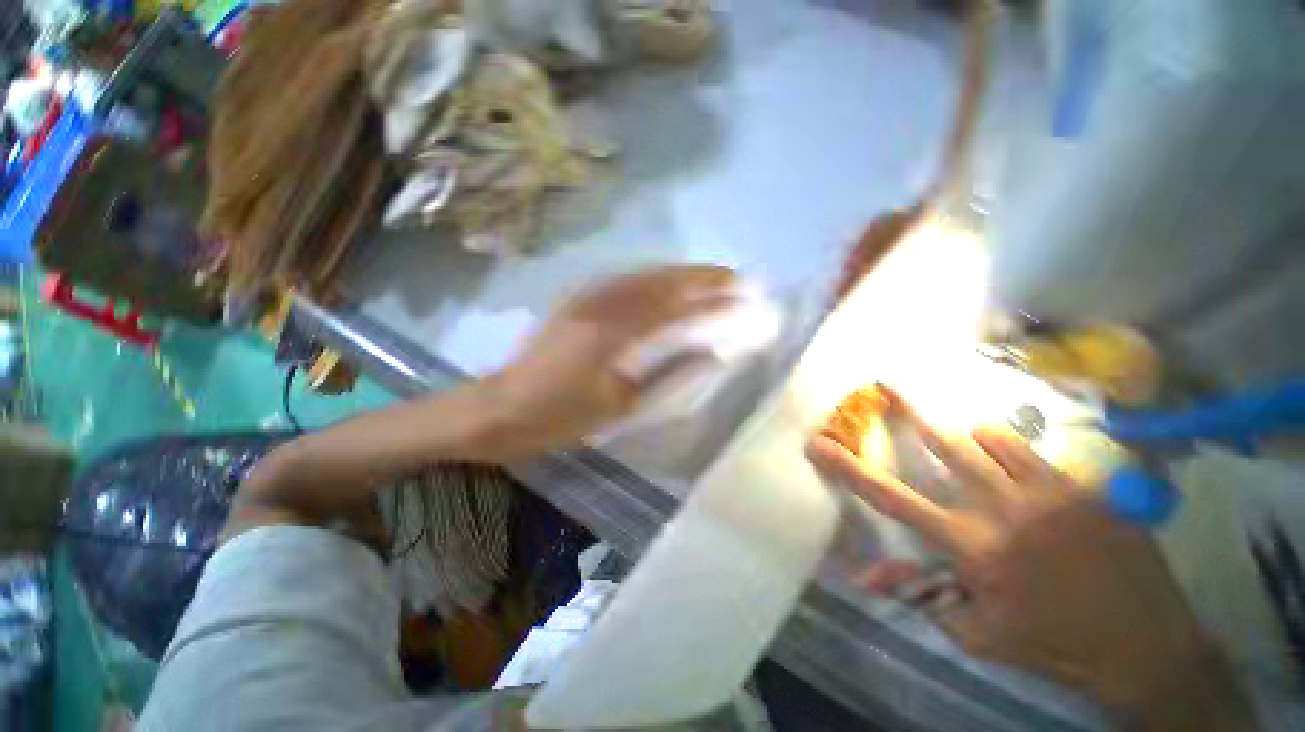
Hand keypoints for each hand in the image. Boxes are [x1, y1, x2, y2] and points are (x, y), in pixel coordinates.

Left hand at [476, 265, 736, 461]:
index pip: (673, 311)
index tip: (741, 299)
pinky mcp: (576, 301)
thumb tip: (707, 354)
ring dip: (679, 273)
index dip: (710, 304)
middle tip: (734, 277)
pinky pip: (623, 281)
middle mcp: (600, 306)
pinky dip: (652, 277)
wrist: (502, 408)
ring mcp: (585, 299)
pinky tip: (666, 280)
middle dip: (700, 277)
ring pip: (642, 275)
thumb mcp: (619, 404)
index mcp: (613, 335)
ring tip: (709, 275)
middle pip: (659, 282)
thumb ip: (666, 374)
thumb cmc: (561, 415)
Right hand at [806, 388, 1255, 729]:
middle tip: (887, 380)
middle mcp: (1005, 508)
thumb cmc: (1051, 644)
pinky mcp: (1085, 488)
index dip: (849, 468)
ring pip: (989, 439)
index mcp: (972, 545)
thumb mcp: (975, 633)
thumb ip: (919, 596)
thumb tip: (862, 573)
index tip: (818, 443)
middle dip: (909, 409)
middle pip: (945, 444)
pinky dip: (1007, 449)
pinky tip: (1011, 467)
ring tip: (962, 445)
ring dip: (965, 439)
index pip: (892, 498)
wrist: (1146, 647)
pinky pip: (1031, 450)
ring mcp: (1050, 492)